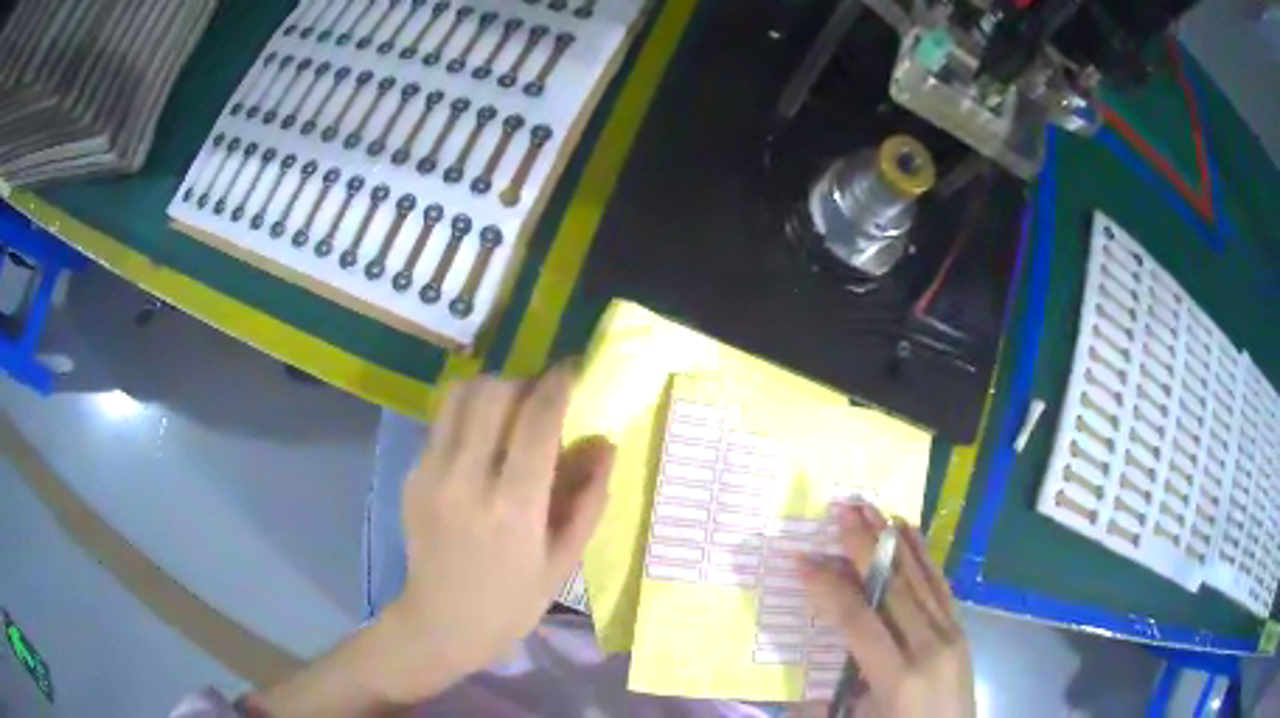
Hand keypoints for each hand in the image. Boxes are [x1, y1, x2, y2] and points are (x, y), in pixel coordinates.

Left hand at [377, 363, 615, 701]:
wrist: (441, 622)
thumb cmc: (513, 601)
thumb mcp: (564, 560)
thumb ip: (588, 497)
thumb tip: (605, 442)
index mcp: (513, 507)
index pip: (537, 420)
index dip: (558, 383)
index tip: (572, 369)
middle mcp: (467, 479)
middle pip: (494, 392)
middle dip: (525, 382)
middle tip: (542, 399)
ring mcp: (431, 473)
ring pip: (460, 395)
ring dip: (492, 390)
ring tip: (510, 412)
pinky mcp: (412, 474)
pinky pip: (442, 421)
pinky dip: (468, 415)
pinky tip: (481, 443)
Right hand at [798, 503, 973, 717]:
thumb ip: (823, 698)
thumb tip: (792, 675)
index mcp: (897, 676)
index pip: (857, 620)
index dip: (828, 589)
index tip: (802, 560)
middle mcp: (928, 646)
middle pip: (892, 587)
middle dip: (864, 546)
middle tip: (842, 508)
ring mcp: (950, 634)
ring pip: (919, 577)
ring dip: (893, 540)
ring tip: (872, 508)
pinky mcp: (960, 629)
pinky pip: (940, 585)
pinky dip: (923, 555)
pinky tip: (911, 532)